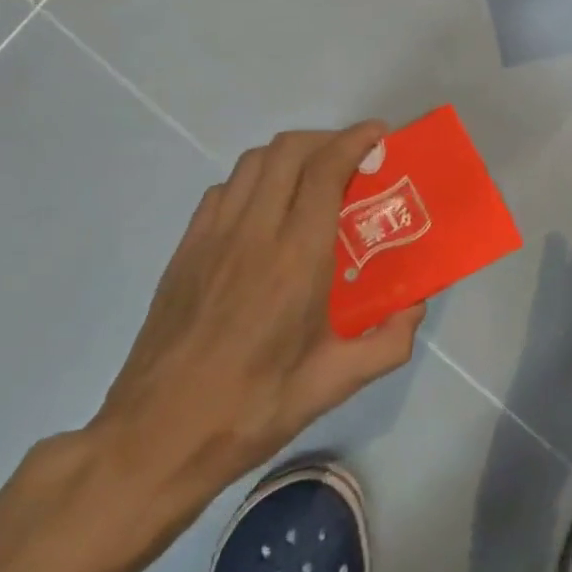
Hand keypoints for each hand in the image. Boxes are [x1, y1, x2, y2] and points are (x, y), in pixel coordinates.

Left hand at [89, 122, 423, 527]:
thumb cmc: (253, 408)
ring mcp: (212, 237)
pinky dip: (254, 180)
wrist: (157, 435)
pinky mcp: (185, 250)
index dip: (354, 141)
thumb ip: (389, 342)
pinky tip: (266, 211)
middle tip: (354, 159)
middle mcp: (253, 233)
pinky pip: (224, 191)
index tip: (379, 136)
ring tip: (314, 178)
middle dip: (326, 139)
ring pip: (252, 163)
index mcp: (296, 259)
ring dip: (290, 155)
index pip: (325, 171)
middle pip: (287, 151)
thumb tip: (415, 307)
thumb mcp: (335, 383)